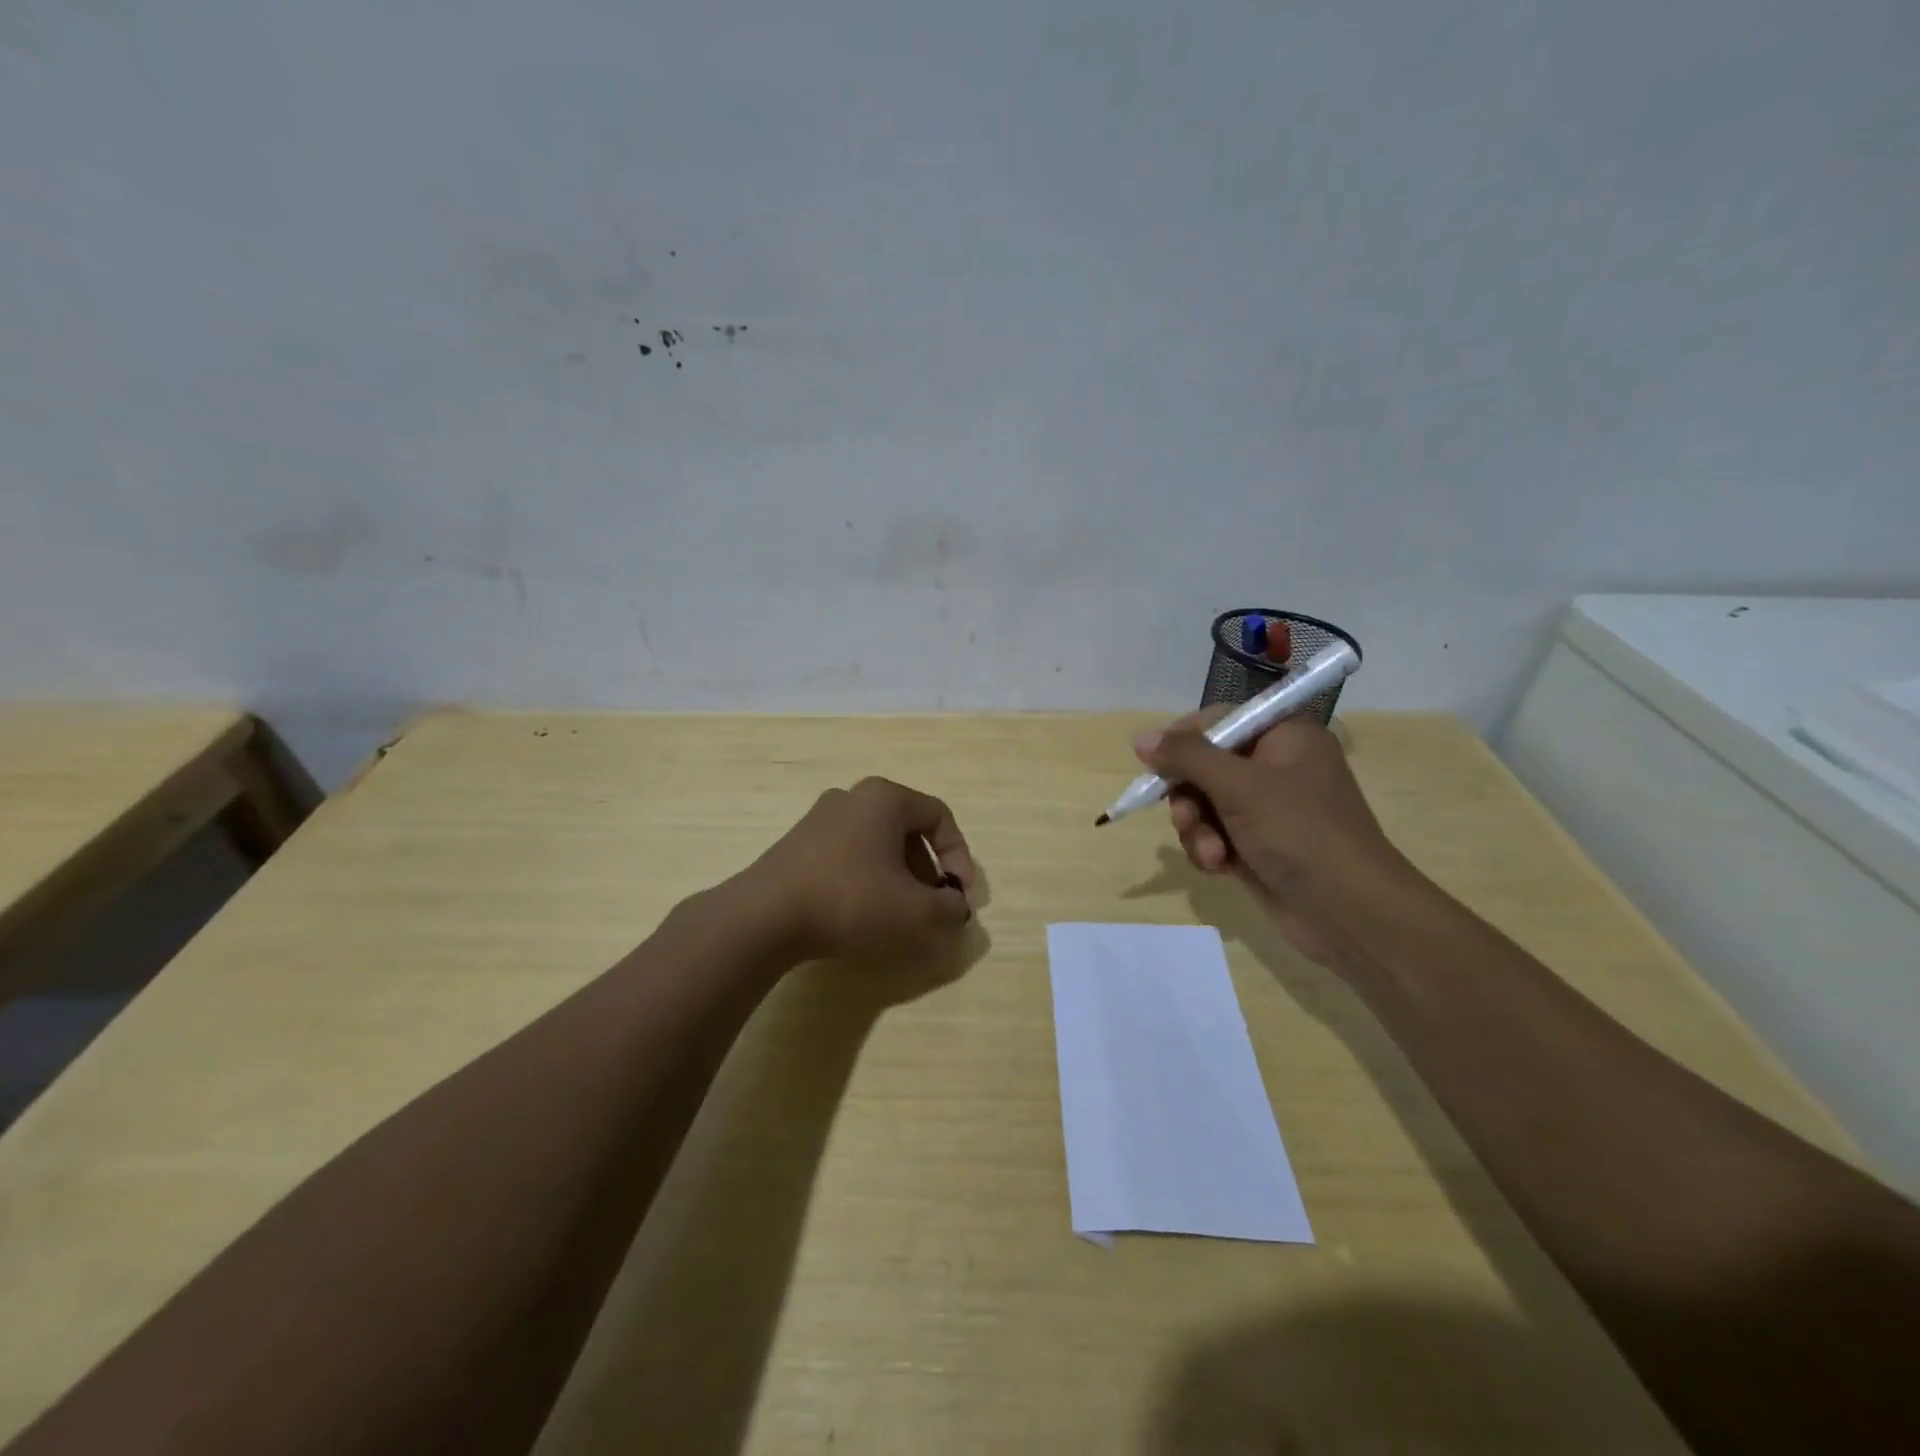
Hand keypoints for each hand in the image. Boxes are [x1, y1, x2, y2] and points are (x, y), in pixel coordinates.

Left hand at [746, 777, 979, 962]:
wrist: (764, 917)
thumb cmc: (850, 901)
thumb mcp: (916, 912)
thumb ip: (949, 908)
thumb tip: (955, 907)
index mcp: (885, 798)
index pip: (940, 817)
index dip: (959, 857)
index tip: (960, 896)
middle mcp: (852, 797)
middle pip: (907, 829)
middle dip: (928, 870)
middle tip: (931, 906)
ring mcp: (819, 818)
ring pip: (876, 843)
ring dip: (898, 876)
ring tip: (899, 915)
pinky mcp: (797, 844)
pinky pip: (848, 855)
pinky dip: (866, 879)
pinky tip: (861, 914)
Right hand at [1134, 715, 1415, 966]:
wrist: (1348, 911)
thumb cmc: (1298, 831)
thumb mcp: (1238, 785)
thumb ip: (1186, 756)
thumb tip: (1140, 738)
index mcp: (1285, 737)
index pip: (1220, 721)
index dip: (1184, 740)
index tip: (1156, 764)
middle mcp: (1276, 767)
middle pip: (1205, 765)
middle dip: (1189, 795)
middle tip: (1185, 816)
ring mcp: (1267, 810)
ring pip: (1205, 804)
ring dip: (1197, 828)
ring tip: (1211, 852)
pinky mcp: (1258, 846)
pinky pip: (1214, 835)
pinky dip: (1210, 849)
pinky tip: (1219, 868)